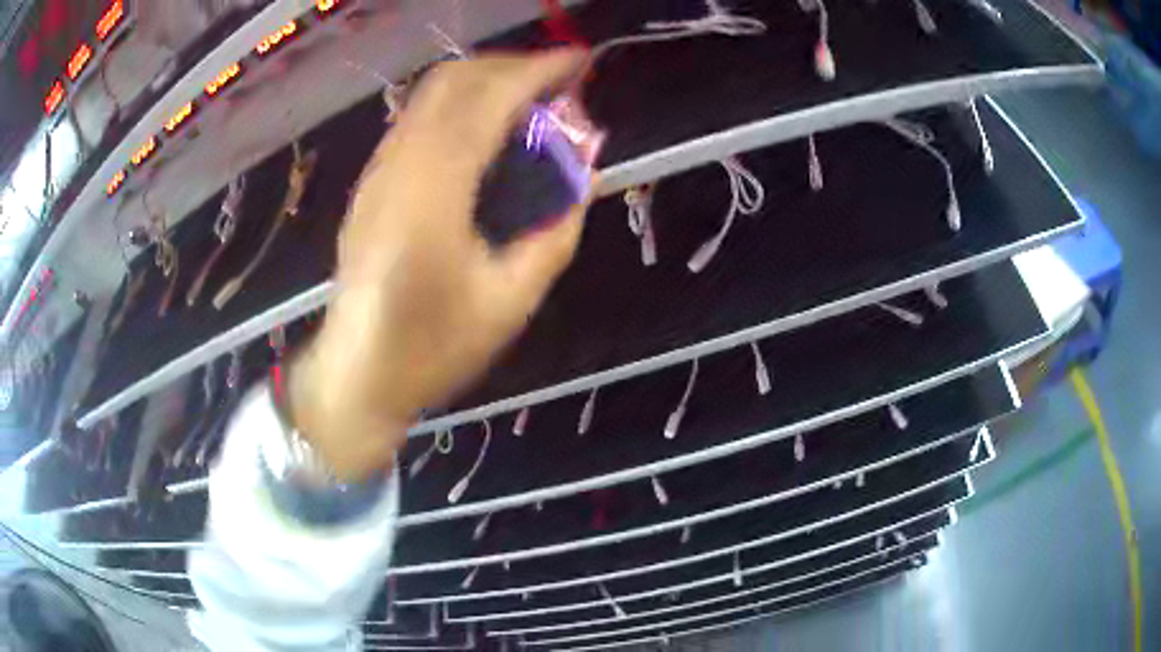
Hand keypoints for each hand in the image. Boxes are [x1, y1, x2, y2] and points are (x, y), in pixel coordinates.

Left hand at [289, 51, 591, 480]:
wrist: (356, 374)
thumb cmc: (431, 349)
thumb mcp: (509, 303)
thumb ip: (555, 233)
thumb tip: (584, 178)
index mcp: (432, 195)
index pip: (487, 101)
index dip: (536, 71)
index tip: (578, 62)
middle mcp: (398, 167)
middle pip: (452, 80)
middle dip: (510, 66)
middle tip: (557, 82)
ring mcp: (378, 172)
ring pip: (429, 95)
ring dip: (484, 81)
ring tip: (529, 100)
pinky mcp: (371, 182)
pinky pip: (417, 119)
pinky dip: (459, 104)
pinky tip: (486, 129)